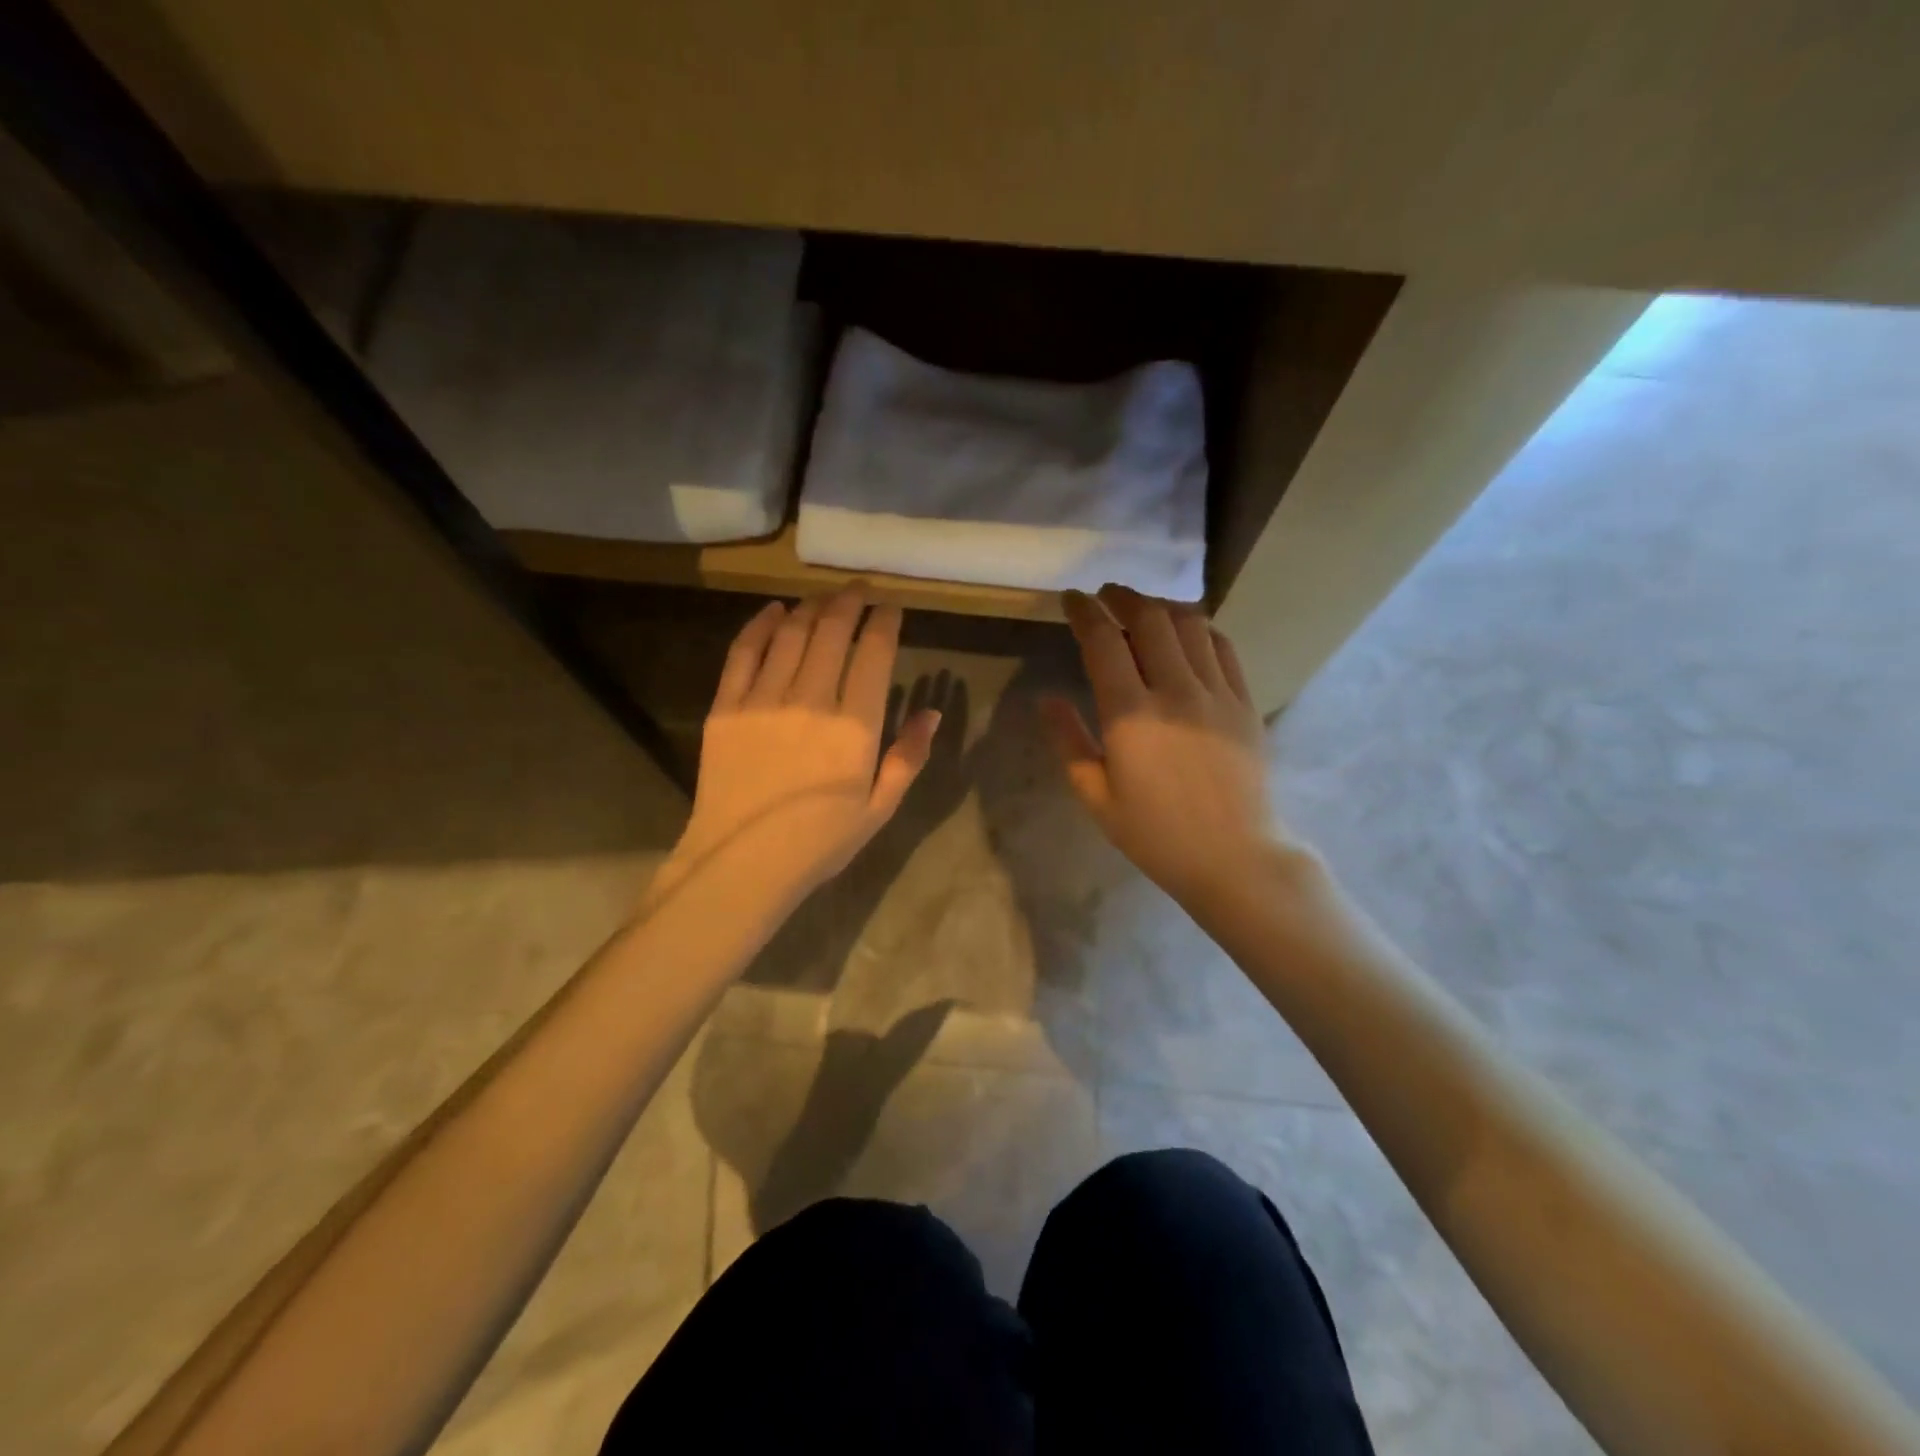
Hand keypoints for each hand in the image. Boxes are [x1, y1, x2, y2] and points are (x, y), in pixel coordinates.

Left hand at [655, 586, 939, 912]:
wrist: (741, 865)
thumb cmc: (819, 842)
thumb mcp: (879, 808)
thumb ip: (908, 757)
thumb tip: (931, 713)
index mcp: (855, 727)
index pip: (874, 652)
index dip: (884, 621)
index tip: (891, 607)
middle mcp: (811, 700)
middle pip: (832, 631)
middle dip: (850, 602)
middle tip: (860, 589)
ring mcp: (763, 699)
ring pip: (791, 633)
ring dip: (812, 607)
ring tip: (825, 597)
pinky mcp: (726, 706)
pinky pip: (744, 651)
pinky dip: (761, 624)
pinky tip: (774, 611)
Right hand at [1043, 585, 1281, 906]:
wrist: (1236, 858)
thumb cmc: (1157, 835)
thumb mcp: (1097, 798)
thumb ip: (1069, 742)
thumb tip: (1047, 699)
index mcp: (1130, 715)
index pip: (1103, 641)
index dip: (1084, 612)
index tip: (1072, 599)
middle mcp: (1175, 691)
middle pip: (1149, 619)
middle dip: (1122, 597)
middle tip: (1106, 595)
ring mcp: (1216, 692)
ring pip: (1189, 624)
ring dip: (1161, 606)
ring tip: (1144, 609)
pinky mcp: (1245, 701)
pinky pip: (1223, 647)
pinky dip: (1200, 628)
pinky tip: (1188, 633)